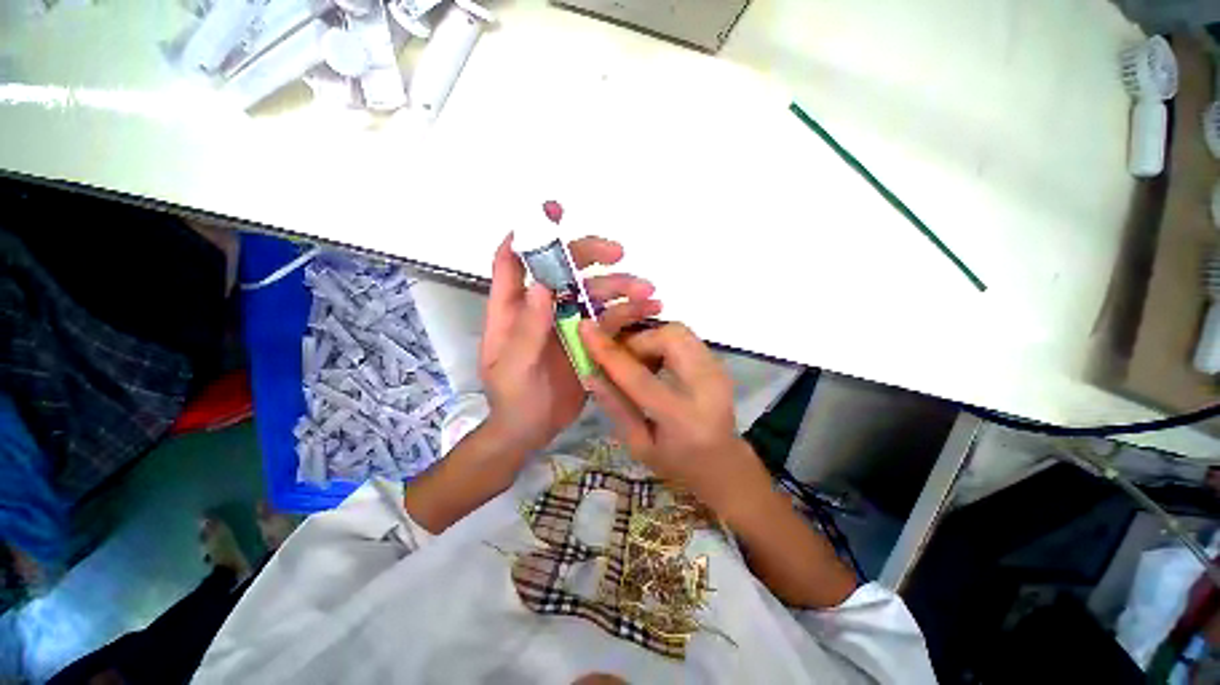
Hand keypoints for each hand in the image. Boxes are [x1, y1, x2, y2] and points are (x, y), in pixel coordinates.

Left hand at [479, 233, 660, 454]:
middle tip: (619, 253)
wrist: (532, 430)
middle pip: (564, 269)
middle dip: (589, 256)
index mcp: (512, 309)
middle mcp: (541, 308)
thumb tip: (542, 283)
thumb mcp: (514, 366)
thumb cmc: (514, 399)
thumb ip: (528, 328)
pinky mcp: (587, 339)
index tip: (553, 214)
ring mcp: (566, 322)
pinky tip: (650, 312)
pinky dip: (629, 313)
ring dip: (620, 288)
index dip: (528, 233)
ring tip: (648, 292)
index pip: (513, 260)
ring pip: (593, 293)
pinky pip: (609, 319)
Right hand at [578, 321, 772, 518]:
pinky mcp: (719, 363)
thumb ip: (615, 406)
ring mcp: (718, 371)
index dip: (609, 352)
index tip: (585, 329)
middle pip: (668, 338)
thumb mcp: (638, 444)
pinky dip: (663, 341)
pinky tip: (656, 362)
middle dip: (637, 339)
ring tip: (639, 361)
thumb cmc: (677, 463)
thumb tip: (590, 372)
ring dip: (650, 339)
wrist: (723, 462)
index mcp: (681, 417)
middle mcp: (707, 386)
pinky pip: (685, 337)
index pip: (638, 377)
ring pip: (678, 331)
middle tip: (622, 357)